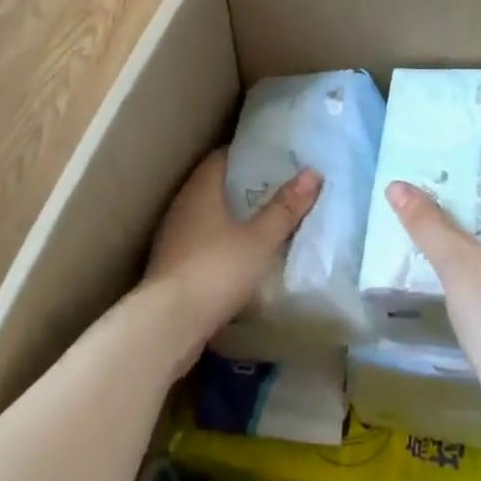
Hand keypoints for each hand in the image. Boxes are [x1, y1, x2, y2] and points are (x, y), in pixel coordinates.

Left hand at [142, 149, 321, 368]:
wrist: (167, 326)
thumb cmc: (216, 270)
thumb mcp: (259, 240)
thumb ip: (285, 209)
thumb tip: (313, 173)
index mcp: (200, 189)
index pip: (222, 157)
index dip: (247, 155)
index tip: (274, 158)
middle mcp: (183, 206)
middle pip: (215, 185)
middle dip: (244, 187)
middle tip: (277, 189)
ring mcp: (173, 237)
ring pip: (207, 216)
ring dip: (231, 218)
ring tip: (264, 223)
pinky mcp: (171, 267)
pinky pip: (201, 243)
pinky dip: (221, 244)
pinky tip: (241, 257)